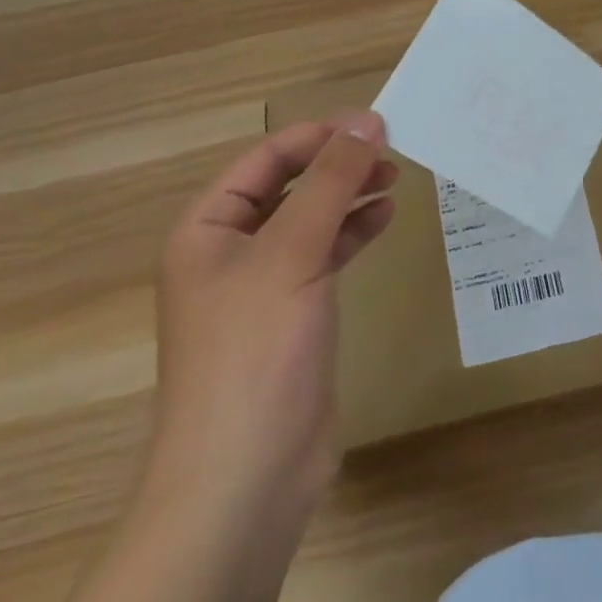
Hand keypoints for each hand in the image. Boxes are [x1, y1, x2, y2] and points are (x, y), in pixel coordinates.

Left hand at [142, 111, 397, 534]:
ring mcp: (260, 287)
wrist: (245, 479)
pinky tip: (382, 219)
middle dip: (336, 164)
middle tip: (392, 149)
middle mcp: (228, 251)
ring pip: (309, 220)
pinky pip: (322, 257)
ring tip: (394, 178)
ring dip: (347, 195)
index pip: (265, 158)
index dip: (318, 135)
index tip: (375, 123)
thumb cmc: (255, 353)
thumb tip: (368, 122)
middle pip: (287, 186)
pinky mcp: (290, 317)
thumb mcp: (293, 253)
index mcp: (207, 228)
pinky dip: (351, 233)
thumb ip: (331, 182)